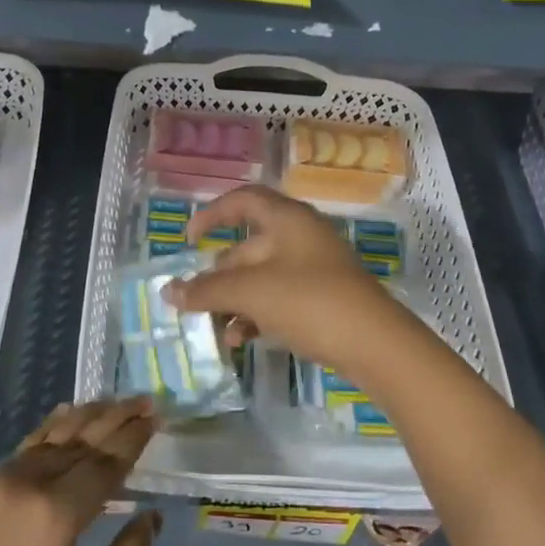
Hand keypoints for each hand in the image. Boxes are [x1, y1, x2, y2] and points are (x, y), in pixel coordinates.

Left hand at [0, 399, 159, 545]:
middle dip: (116, 418)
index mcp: (57, 514)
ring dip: (87, 417)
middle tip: (144, 400)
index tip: (155, 417)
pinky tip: (64, 417)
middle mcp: (29, 482)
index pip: (106, 463)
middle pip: (82, 439)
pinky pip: (28, 445)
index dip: (133, 440)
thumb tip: (151, 518)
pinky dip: (53, 427)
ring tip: (113, 403)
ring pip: (53, 435)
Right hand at [169, 185, 417, 384]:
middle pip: (247, 246)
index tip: (189, 239)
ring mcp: (313, 270)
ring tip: (214, 328)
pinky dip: (256, 315)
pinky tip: (240, 340)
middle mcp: (300, 237)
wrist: (376, 345)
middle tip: (194, 300)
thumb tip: (167, 291)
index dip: (212, 213)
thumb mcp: (252, 293)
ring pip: (260, 278)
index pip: (243, 200)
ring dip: (234, 301)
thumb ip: (207, 290)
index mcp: (287, 219)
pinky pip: (278, 300)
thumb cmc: (310, 301)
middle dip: (218, 274)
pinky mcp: (322, 300)